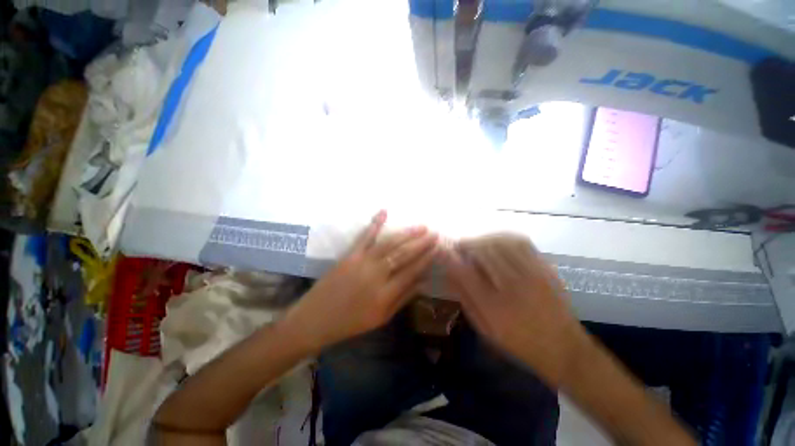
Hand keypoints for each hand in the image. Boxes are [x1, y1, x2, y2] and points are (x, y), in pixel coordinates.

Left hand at [284, 211, 438, 352]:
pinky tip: (384, 211)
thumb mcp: (381, 317)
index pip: (412, 272)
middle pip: (403, 255)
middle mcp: (376, 275)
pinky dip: (375, 223)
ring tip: (420, 227)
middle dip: (421, 243)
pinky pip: (365, 236)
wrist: (315, 319)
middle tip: (434, 233)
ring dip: (406, 234)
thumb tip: (422, 281)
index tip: (437, 248)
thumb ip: (403, 298)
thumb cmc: (351, 323)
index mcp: (385, 294)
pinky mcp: (349, 255)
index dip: (426, 259)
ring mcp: (362, 262)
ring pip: (389, 244)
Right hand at [441, 233, 584, 386]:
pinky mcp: (545, 268)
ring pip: (501, 242)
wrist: (564, 347)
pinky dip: (503, 237)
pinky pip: (521, 242)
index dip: (450, 257)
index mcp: (494, 308)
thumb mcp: (484, 327)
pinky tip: (495, 242)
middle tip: (458, 247)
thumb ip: (465, 298)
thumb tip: (449, 273)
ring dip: (482, 239)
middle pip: (483, 251)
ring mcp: (532, 274)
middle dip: (465, 244)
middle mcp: (513, 287)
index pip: (465, 272)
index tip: (441, 250)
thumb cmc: (518, 342)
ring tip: (475, 244)